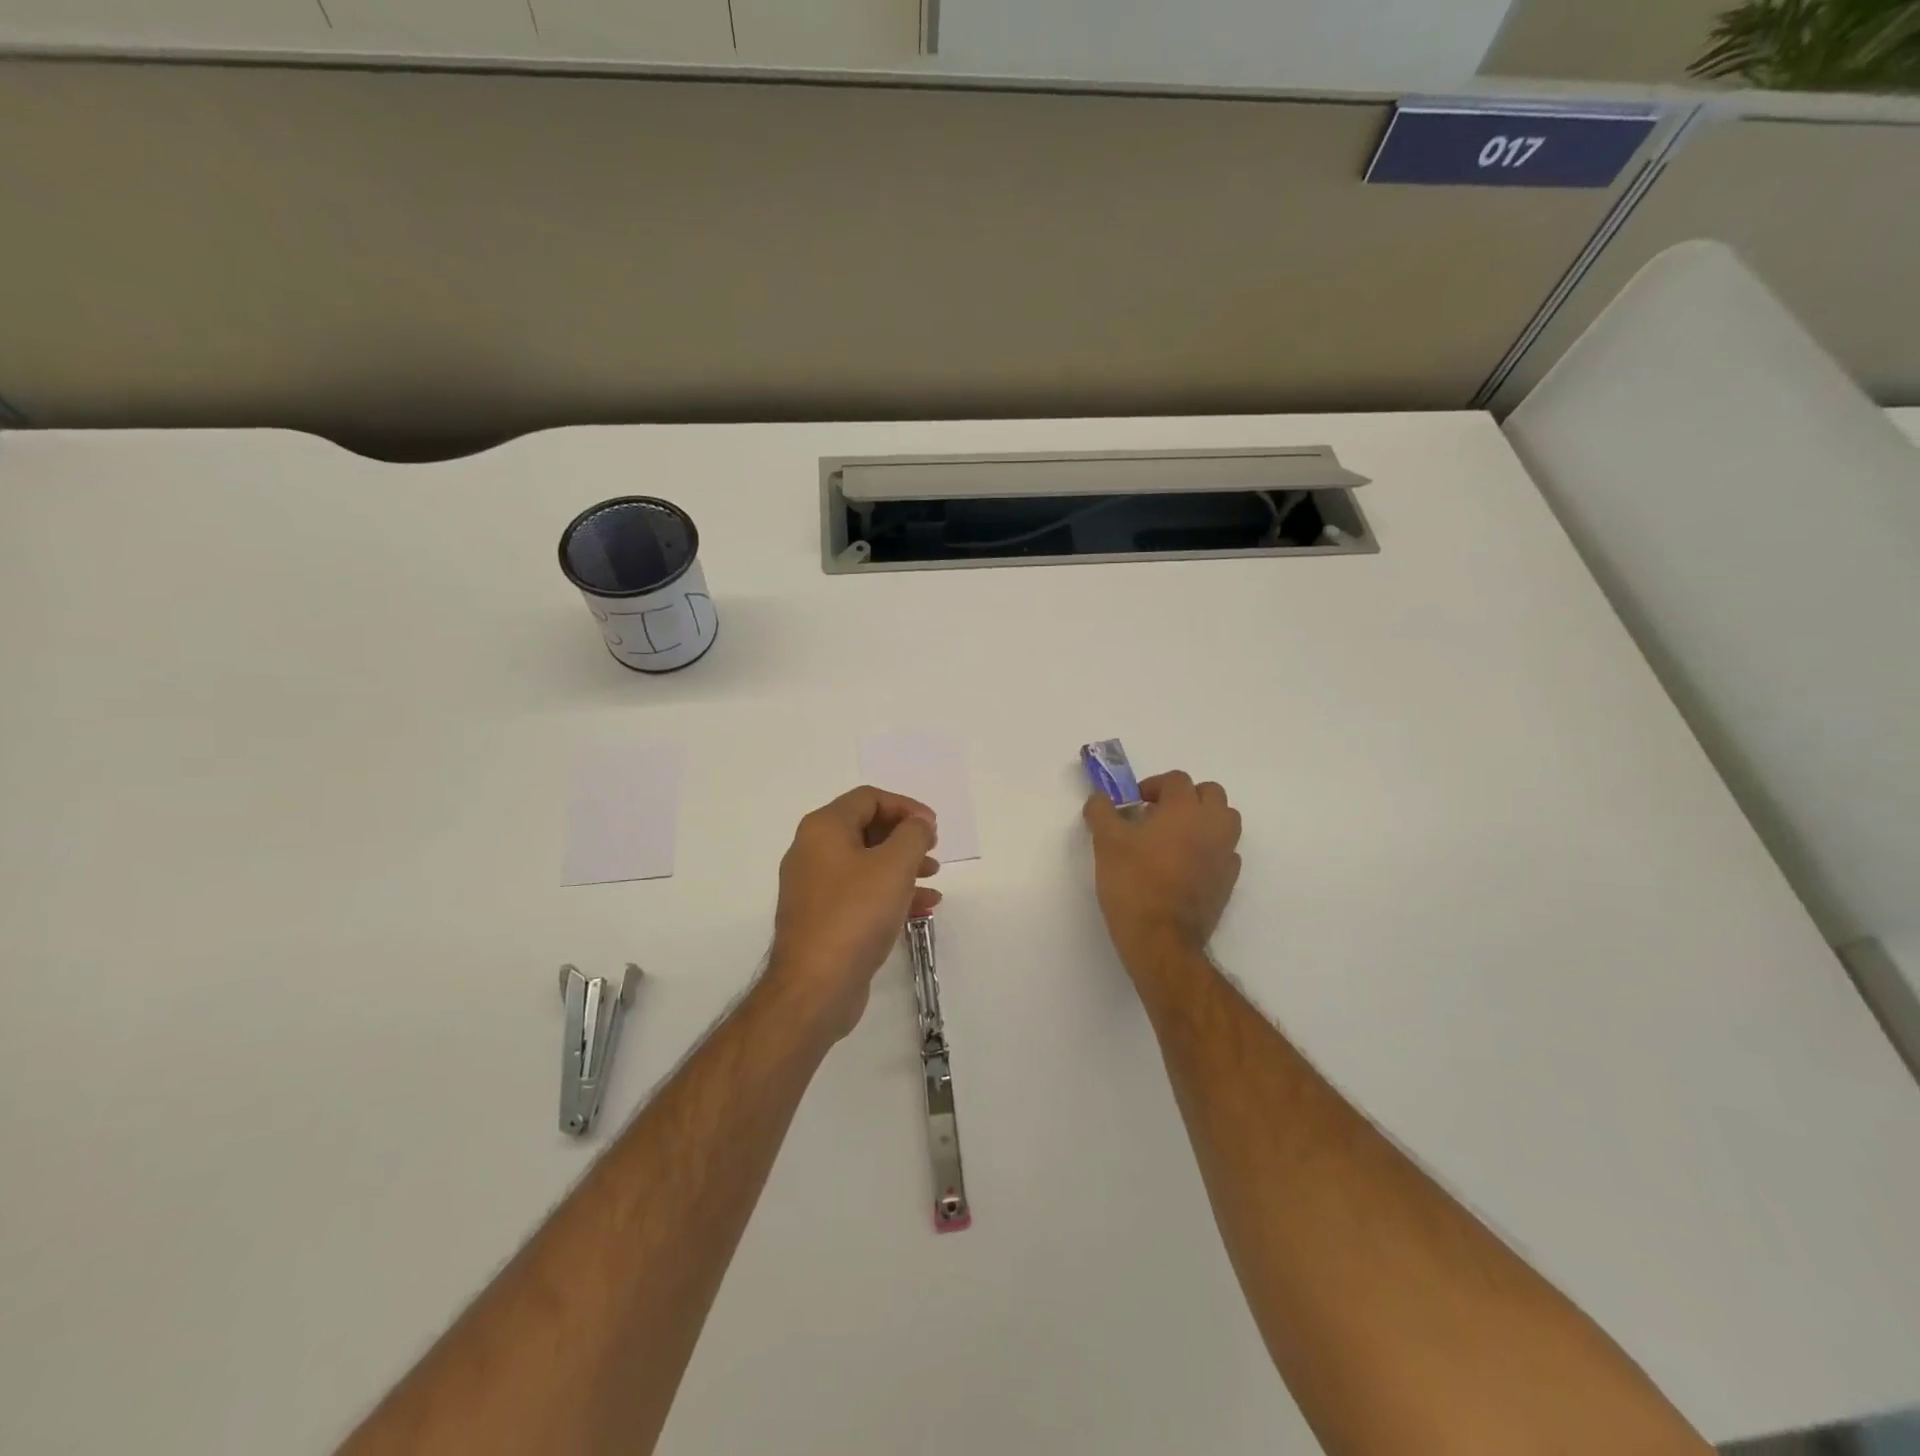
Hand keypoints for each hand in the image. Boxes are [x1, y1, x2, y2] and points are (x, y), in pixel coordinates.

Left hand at [768, 786, 941, 1039]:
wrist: (815, 986)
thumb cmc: (855, 914)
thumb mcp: (894, 866)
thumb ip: (913, 834)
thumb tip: (918, 823)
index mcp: (823, 828)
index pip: (868, 798)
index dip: (905, 806)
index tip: (933, 827)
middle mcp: (813, 851)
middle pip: (866, 828)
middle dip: (904, 837)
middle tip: (933, 850)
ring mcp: (815, 887)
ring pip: (866, 863)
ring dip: (902, 866)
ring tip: (933, 878)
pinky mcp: (823, 918)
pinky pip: (861, 893)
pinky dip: (890, 893)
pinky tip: (922, 908)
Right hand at [1084, 771, 1242, 968]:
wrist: (1161, 938)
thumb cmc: (1133, 883)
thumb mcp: (1106, 842)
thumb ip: (1101, 812)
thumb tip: (1099, 798)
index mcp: (1185, 809)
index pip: (1176, 779)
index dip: (1153, 785)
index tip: (1134, 803)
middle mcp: (1212, 825)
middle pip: (1210, 793)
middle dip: (1186, 797)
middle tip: (1158, 814)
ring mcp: (1225, 854)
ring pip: (1224, 821)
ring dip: (1203, 820)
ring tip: (1175, 837)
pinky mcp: (1228, 881)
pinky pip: (1225, 852)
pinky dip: (1209, 849)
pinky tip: (1186, 864)